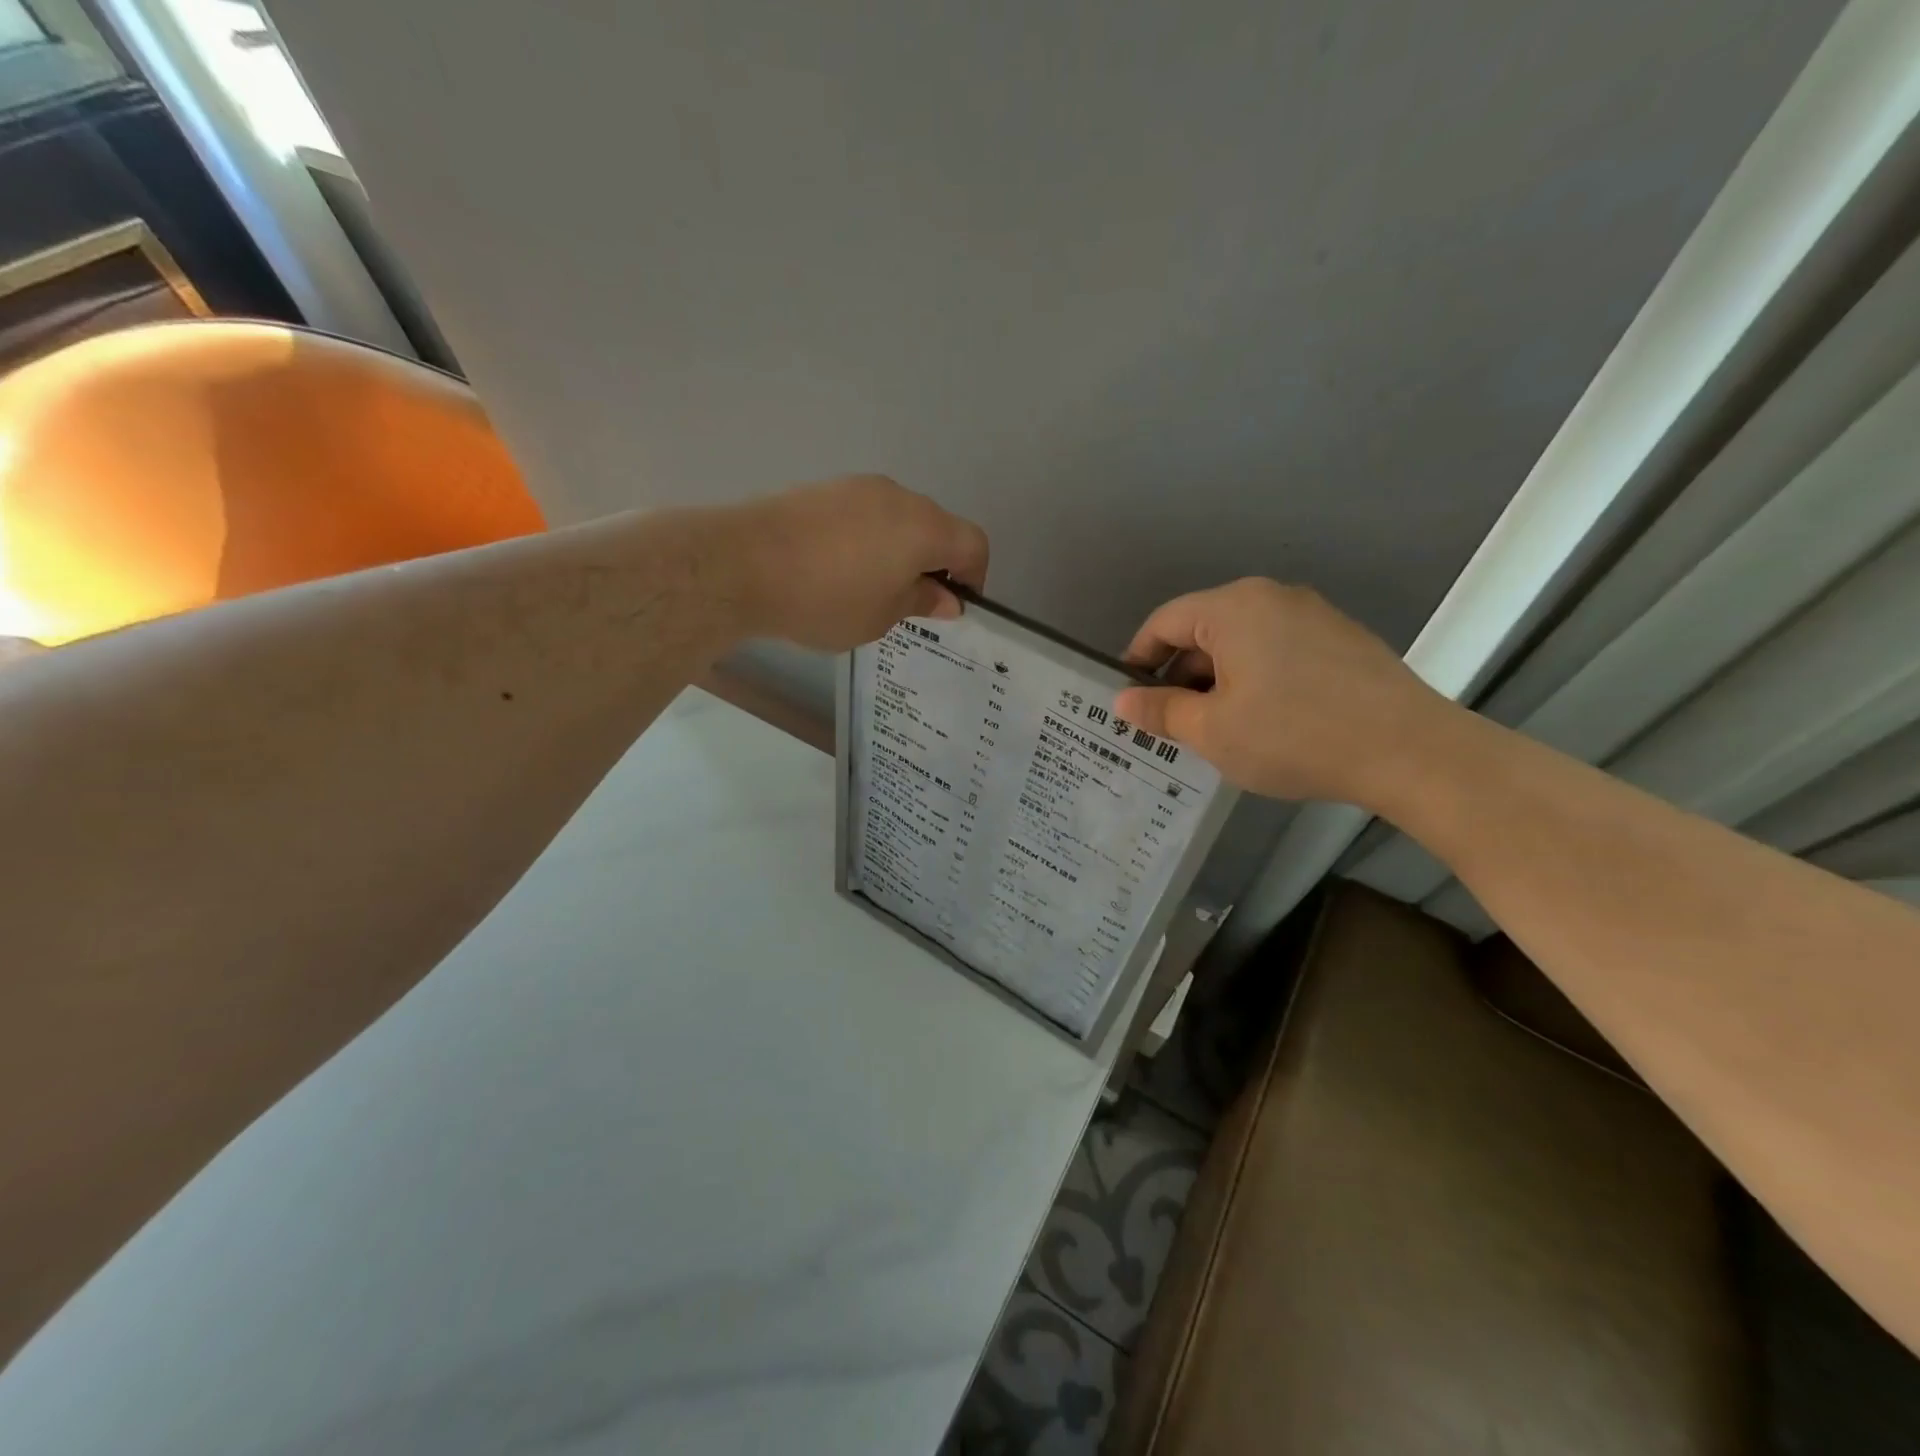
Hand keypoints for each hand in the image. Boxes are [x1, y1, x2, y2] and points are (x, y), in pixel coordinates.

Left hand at [726, 476, 988, 651]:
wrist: (742, 564)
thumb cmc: (826, 599)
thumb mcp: (881, 617)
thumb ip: (921, 602)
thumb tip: (946, 599)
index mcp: (924, 528)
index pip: (973, 543)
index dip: (974, 575)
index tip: (954, 604)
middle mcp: (899, 497)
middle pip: (936, 526)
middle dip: (934, 563)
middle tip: (910, 601)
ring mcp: (858, 487)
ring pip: (898, 518)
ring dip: (898, 549)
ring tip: (869, 586)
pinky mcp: (824, 488)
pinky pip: (864, 513)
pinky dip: (867, 538)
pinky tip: (837, 567)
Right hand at [1113, 578, 1455, 805]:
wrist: (1409, 751)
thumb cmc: (1293, 736)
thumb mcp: (1212, 731)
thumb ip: (1161, 711)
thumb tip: (1123, 702)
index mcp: (1233, 609)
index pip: (1164, 622)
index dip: (1137, 659)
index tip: (1128, 699)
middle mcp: (1271, 597)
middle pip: (1204, 630)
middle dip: (1179, 676)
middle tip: (1170, 724)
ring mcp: (1313, 614)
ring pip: (1242, 642)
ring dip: (1217, 681)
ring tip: (1216, 729)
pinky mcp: (1341, 638)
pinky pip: (1277, 650)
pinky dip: (1255, 678)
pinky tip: (1264, 721)